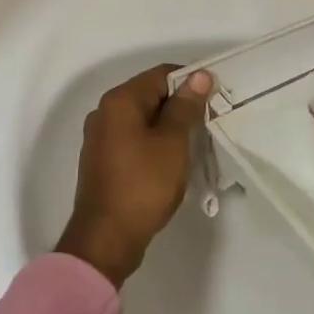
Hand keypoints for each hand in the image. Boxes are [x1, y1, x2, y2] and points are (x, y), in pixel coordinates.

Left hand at [56, 64, 213, 286]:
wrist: (106, 239)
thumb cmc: (143, 185)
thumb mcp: (172, 143)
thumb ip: (185, 106)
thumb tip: (200, 75)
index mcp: (120, 101)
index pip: (161, 74)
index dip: (190, 82)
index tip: (214, 99)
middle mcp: (104, 112)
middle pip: (150, 94)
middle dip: (180, 104)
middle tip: (207, 122)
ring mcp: (100, 137)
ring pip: (142, 118)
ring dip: (167, 125)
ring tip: (193, 142)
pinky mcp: (102, 159)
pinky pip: (132, 137)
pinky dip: (152, 141)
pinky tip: (170, 160)